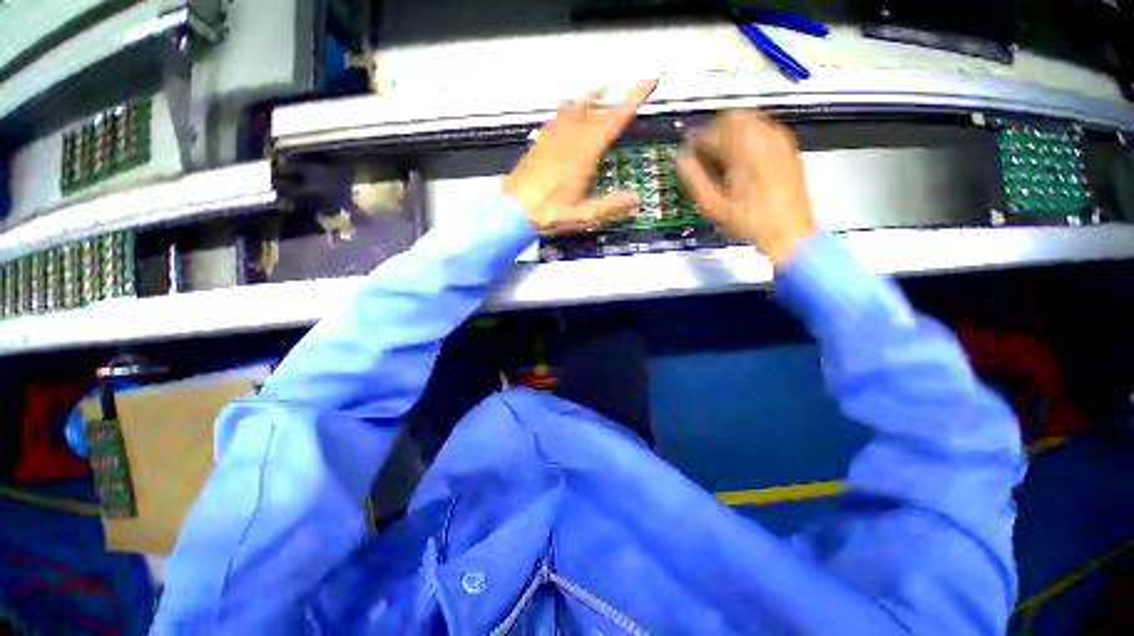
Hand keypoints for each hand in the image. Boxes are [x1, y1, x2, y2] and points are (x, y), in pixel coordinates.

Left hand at [503, 80, 657, 233]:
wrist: (512, 211)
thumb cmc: (548, 214)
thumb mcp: (582, 217)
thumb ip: (609, 206)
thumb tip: (637, 198)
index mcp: (584, 156)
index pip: (613, 122)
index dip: (632, 101)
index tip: (647, 82)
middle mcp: (570, 141)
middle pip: (596, 113)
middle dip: (616, 98)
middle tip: (631, 86)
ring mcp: (553, 140)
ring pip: (575, 110)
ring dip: (591, 98)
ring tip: (603, 86)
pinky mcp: (540, 144)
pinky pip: (555, 120)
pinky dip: (565, 110)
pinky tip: (567, 105)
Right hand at [676, 111, 817, 266]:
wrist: (790, 232)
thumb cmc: (750, 222)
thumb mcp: (714, 205)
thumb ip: (694, 178)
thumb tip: (681, 159)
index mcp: (744, 148)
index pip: (711, 130)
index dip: (695, 142)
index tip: (690, 155)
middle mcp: (764, 135)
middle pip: (730, 116)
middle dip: (713, 133)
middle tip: (706, 156)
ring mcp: (779, 139)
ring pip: (747, 119)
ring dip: (730, 133)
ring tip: (723, 159)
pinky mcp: (787, 147)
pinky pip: (762, 129)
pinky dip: (746, 137)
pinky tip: (742, 160)